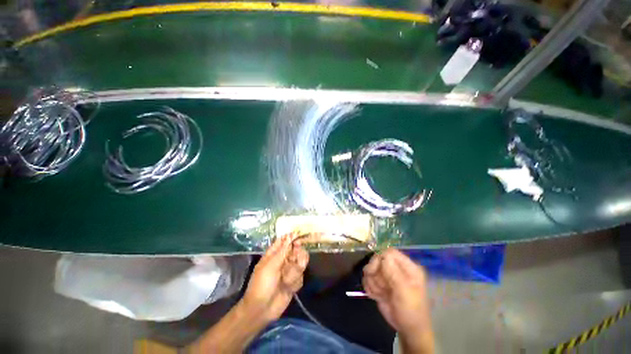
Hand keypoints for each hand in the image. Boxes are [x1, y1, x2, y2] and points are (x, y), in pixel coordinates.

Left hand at [242, 233, 308, 322]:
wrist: (262, 310)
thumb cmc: (262, 284)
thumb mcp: (270, 266)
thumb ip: (283, 251)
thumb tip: (290, 235)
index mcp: (274, 254)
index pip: (285, 241)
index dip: (292, 237)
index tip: (299, 238)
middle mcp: (283, 260)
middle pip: (296, 250)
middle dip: (297, 255)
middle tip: (294, 260)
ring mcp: (289, 270)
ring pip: (300, 262)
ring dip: (295, 271)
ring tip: (286, 280)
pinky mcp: (294, 281)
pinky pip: (301, 275)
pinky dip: (295, 281)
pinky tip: (288, 288)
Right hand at [363, 248, 433, 352]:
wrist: (408, 330)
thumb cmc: (411, 311)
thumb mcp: (405, 292)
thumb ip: (394, 273)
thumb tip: (381, 255)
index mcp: (407, 267)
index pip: (389, 253)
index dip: (380, 259)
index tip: (374, 270)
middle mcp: (396, 268)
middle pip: (377, 259)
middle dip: (375, 273)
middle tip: (381, 287)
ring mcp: (387, 276)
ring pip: (370, 269)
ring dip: (373, 283)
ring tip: (382, 294)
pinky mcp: (379, 283)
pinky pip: (367, 279)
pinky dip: (370, 288)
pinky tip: (377, 296)